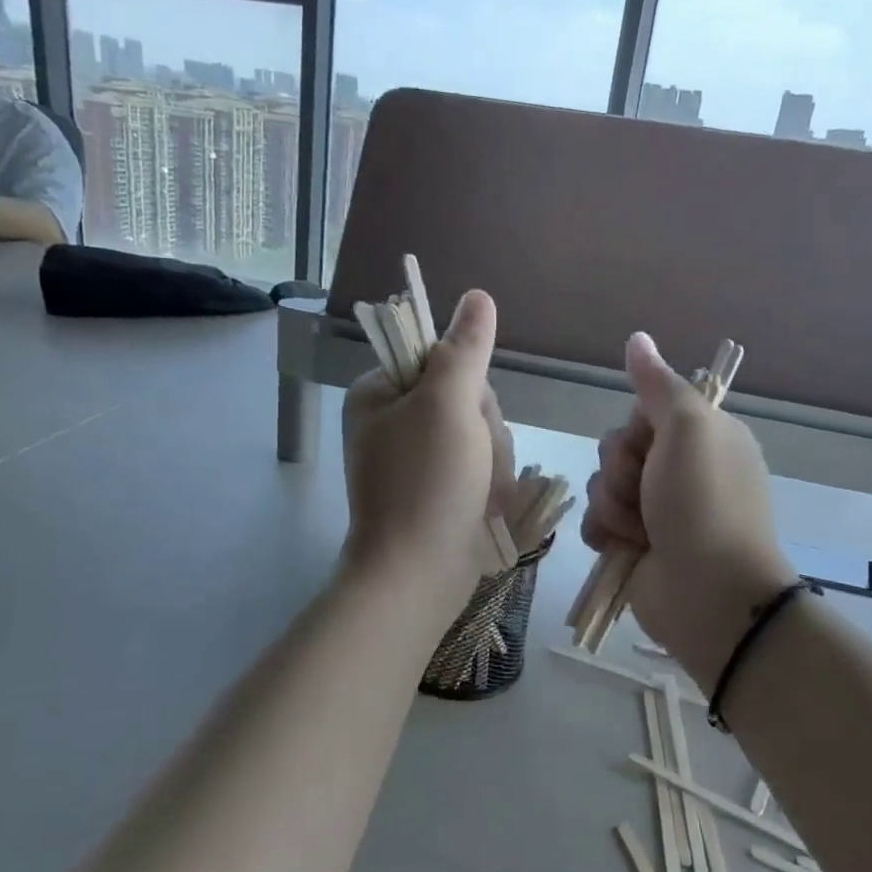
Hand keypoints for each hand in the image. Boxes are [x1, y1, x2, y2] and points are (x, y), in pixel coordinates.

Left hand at [342, 290, 501, 593]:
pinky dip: (488, 487)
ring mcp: (415, 461)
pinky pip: (479, 469)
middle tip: (474, 461)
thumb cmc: (427, 483)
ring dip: (492, 462)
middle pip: (466, 399)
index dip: (469, 386)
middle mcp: (392, 422)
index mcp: (379, 393)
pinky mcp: (436, 492)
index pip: (443, 360)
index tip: (466, 415)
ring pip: (480, 436)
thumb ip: (465, 348)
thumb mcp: (448, 404)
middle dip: (484, 431)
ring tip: (480, 493)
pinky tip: (484, 507)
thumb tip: (477, 296)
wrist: (417, 576)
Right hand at [581, 333, 798, 684]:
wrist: (709, 593)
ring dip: (615, 507)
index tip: (653, 444)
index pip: (643, 412)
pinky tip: (625, 548)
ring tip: (643, 531)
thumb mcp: (690, 430)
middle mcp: (678, 469)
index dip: (638, 429)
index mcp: (701, 437)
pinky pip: (596, 521)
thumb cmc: (705, 503)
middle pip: (616, 447)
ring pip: (601, 485)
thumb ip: (659, 385)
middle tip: (650, 493)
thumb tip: (637, 337)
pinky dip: (606, 533)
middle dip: (622, 471)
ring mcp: (654, 509)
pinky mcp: (632, 543)